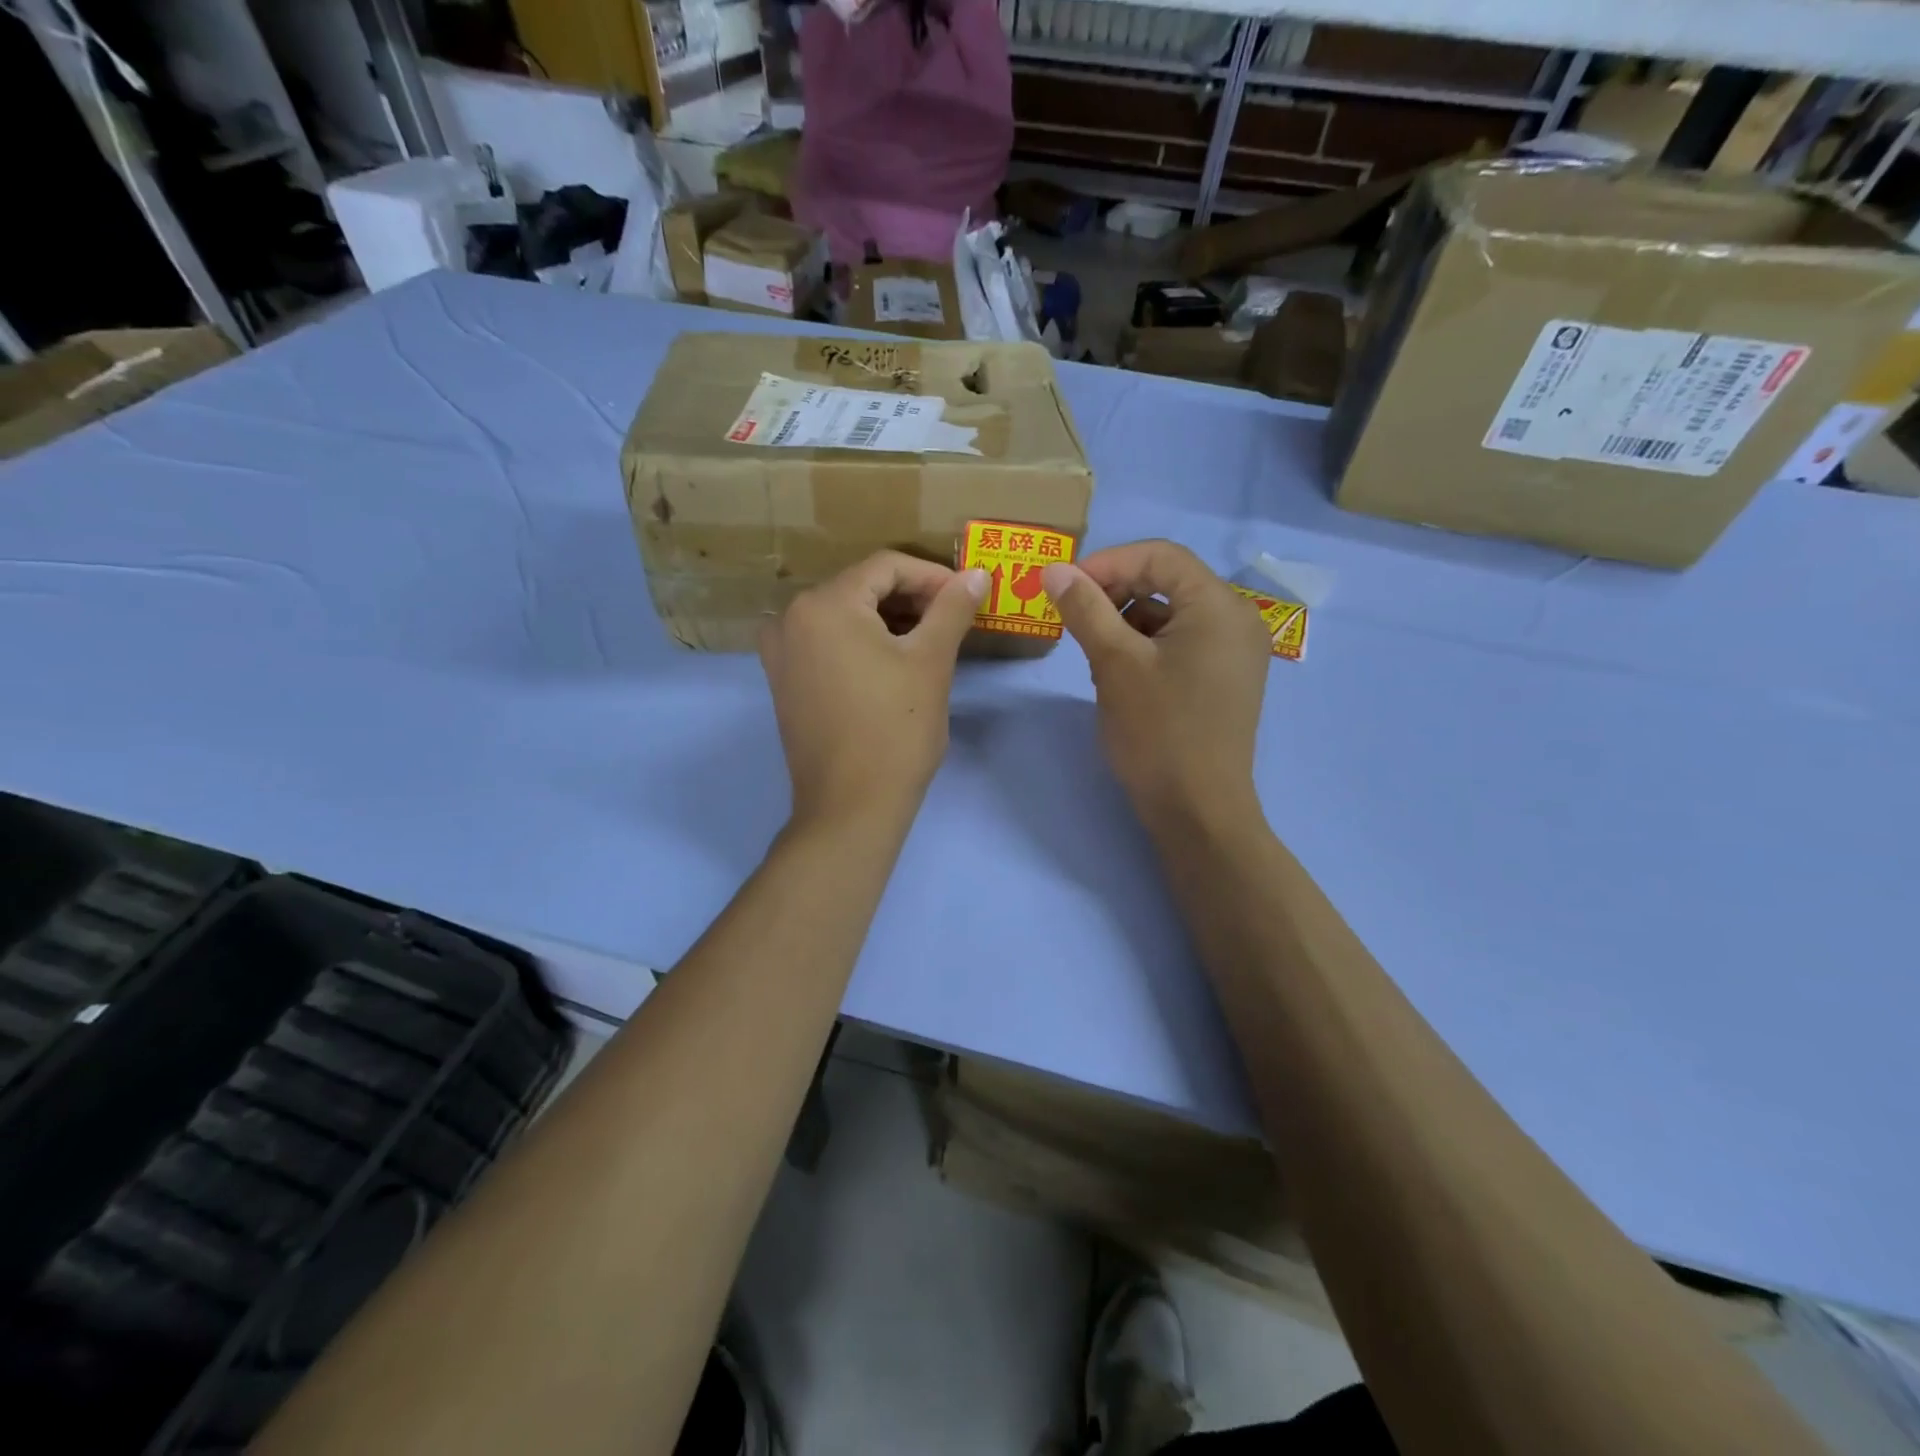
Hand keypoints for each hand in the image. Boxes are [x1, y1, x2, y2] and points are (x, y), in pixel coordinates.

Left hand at [759, 552, 987, 830]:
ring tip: (929, 641)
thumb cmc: (895, 730)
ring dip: (888, 620)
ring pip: (843, 616)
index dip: (932, 576)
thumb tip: (976, 574)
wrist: (851, 808)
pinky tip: (892, 661)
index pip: (886, 566)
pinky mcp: (784, 682)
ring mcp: (781, 653)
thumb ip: (952, 609)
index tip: (966, 597)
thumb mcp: (930, 662)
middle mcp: (790, 619)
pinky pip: (826, 643)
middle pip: (861, 588)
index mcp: (824, 604)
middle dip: (911, 598)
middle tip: (952, 620)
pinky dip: (861, 642)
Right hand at [1043, 541, 1271, 834]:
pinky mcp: (1224, 680)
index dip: (1107, 562)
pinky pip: (1181, 644)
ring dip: (1126, 622)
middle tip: (1073, 615)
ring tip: (1092, 651)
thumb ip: (1085, 608)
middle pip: (1168, 582)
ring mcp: (1234, 653)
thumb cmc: (1158, 732)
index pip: (1160, 556)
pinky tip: (1117, 674)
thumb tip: (1054, 570)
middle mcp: (1237, 620)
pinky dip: (1145, 647)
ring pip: (1171, 615)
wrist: (1197, 811)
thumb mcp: (1115, 663)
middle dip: (1115, 593)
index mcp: (1220, 606)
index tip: (1064, 586)